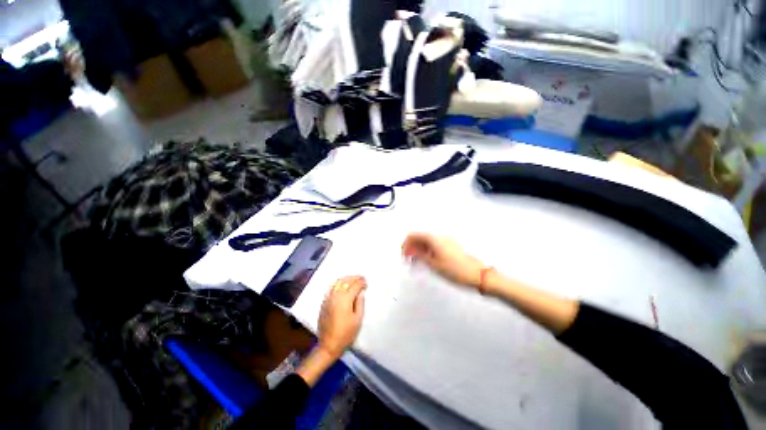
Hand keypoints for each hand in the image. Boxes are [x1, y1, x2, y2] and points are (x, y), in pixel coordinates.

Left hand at [317, 276, 365, 358]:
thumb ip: (360, 304)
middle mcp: (336, 295)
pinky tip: (342, 285)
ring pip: (337, 282)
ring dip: (346, 278)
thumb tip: (361, 293)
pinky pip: (331, 287)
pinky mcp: (324, 302)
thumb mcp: (357, 320)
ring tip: (353, 280)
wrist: (328, 345)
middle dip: (354, 278)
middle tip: (361, 278)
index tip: (366, 283)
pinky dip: (338, 283)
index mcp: (345, 299)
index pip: (355, 285)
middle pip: (346, 280)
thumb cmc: (346, 334)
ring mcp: (328, 298)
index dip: (362, 282)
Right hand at [402, 233, 485, 288]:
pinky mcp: (451, 247)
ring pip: (427, 242)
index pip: (414, 235)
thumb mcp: (434, 265)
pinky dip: (427, 251)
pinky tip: (426, 261)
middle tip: (408, 261)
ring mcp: (446, 241)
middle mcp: (440, 237)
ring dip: (419, 250)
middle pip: (420, 238)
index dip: (406, 244)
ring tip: (416, 263)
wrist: (478, 275)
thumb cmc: (455, 270)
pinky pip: (434, 246)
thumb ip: (420, 256)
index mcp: (434, 239)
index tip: (403, 255)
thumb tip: (410, 251)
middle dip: (412, 247)